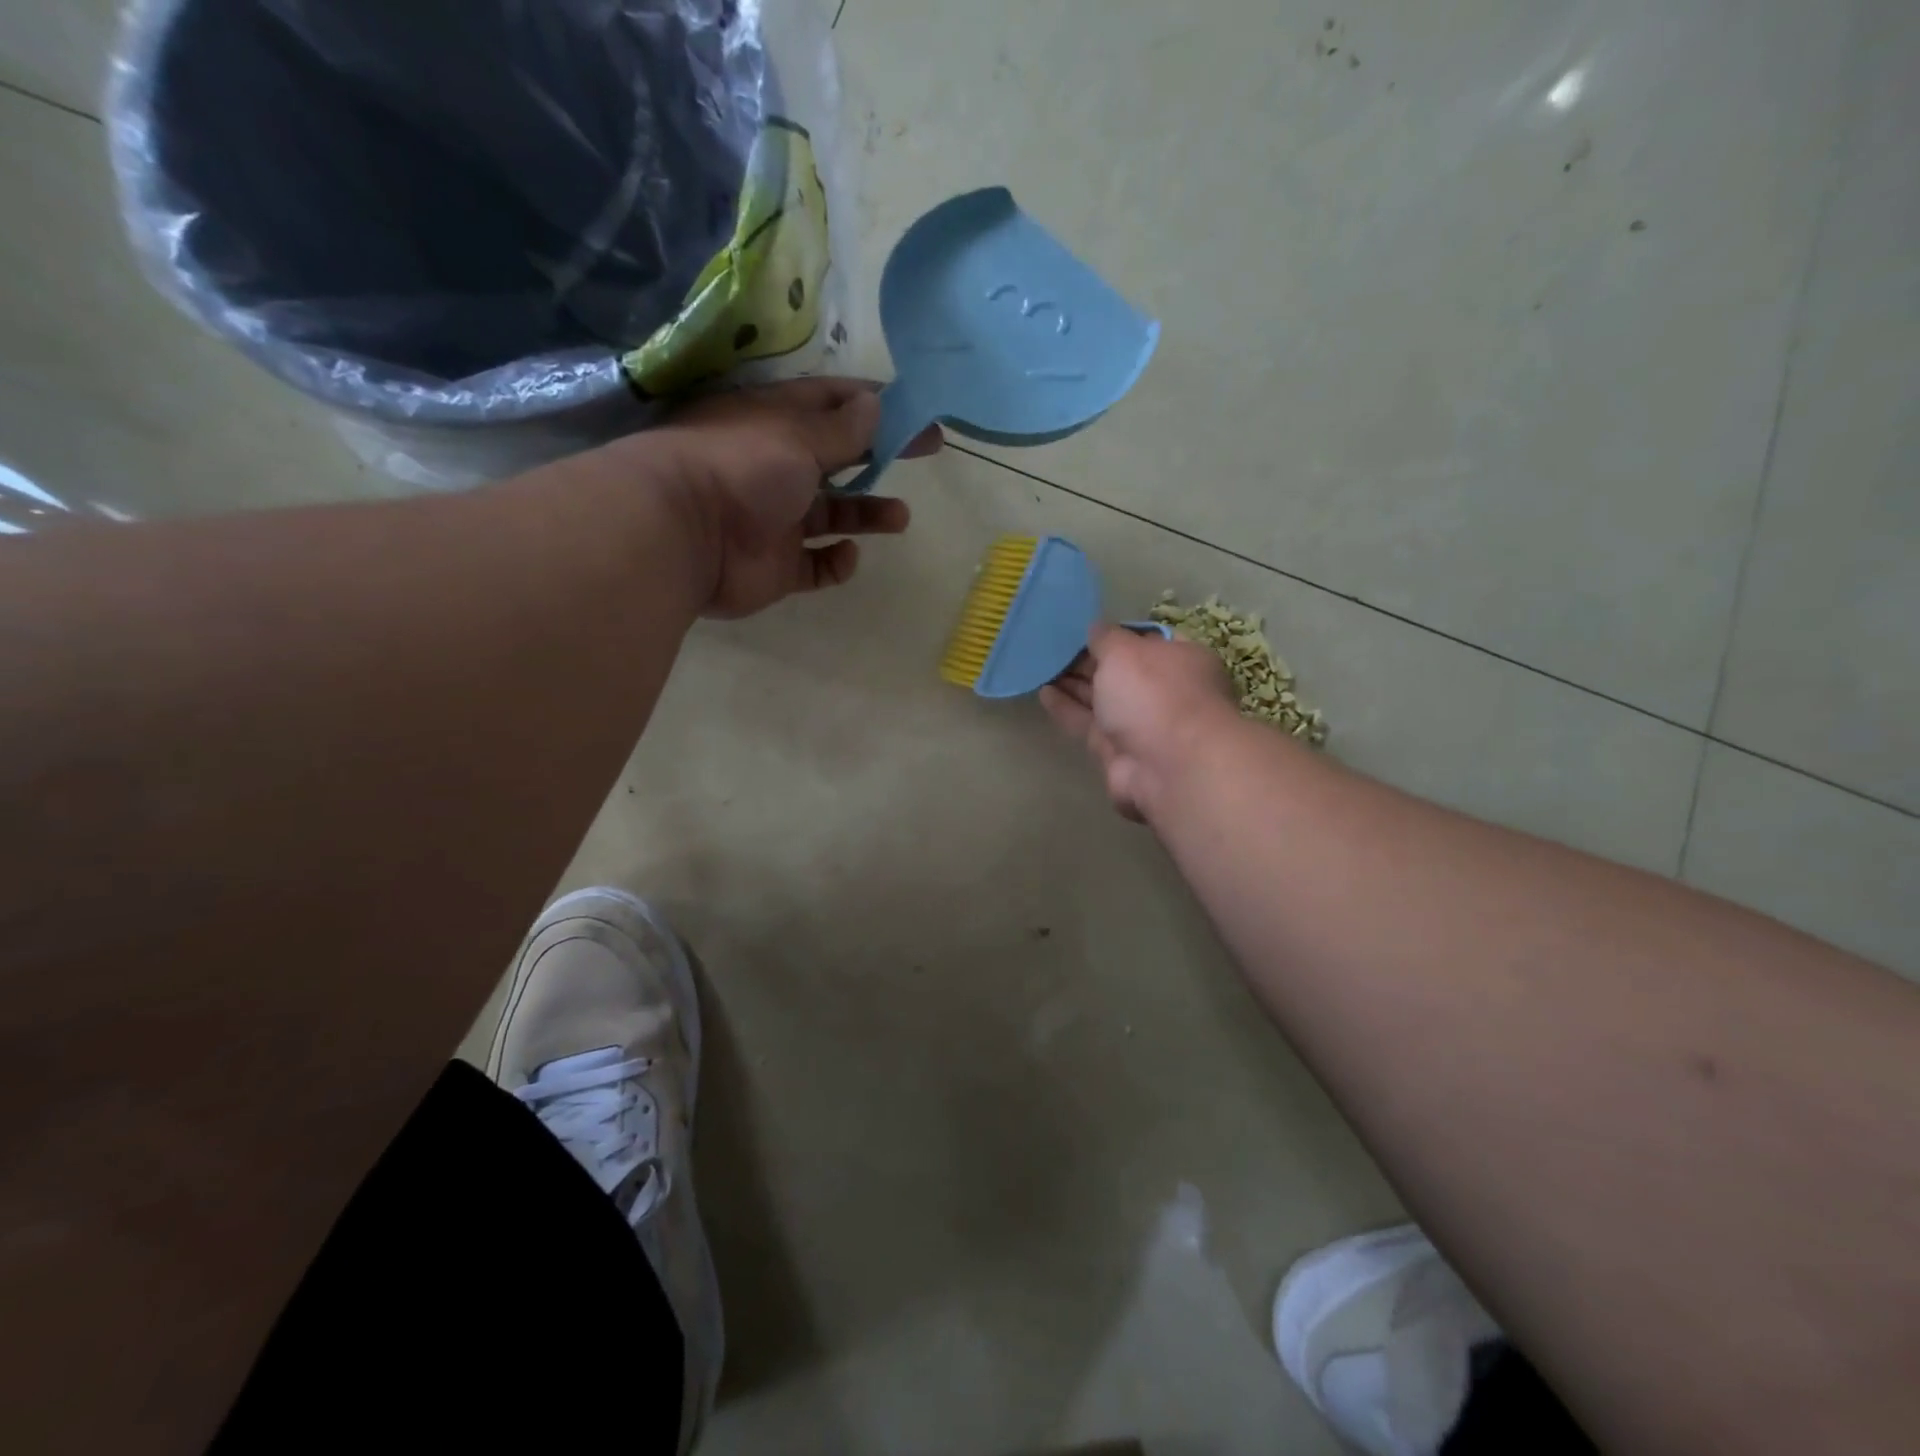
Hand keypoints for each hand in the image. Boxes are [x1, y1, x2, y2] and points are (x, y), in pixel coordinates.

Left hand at [650, 378, 940, 618]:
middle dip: (881, 455)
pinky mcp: (776, 567)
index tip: (915, 409)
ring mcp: (775, 520)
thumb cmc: (741, 467)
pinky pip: (815, 566)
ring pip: (832, 515)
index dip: (873, 403)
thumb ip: (841, 428)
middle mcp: (775, 468)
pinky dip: (835, 563)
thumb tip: (875, 404)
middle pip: (838, 458)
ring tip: (899, 518)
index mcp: (774, 424)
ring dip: (866, 513)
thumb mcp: (797, 435)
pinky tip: (846, 555)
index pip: (830, 404)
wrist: (683, 535)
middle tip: (927, 452)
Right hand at [1040, 623, 1238, 820]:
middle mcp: (1164, 690)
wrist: (1168, 767)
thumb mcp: (1125, 651)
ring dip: (1074, 683)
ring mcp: (1142, 723)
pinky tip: (1043, 692)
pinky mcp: (1118, 751)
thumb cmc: (1154, 694)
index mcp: (1180, 659)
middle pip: (1121, 671)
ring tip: (1041, 666)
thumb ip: (1106, 637)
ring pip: (1102, 698)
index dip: (1115, 633)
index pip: (1145, 639)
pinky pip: (1088, 724)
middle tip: (1052, 646)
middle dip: (1089, 660)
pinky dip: (1067, 708)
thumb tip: (1096, 629)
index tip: (1083, 628)